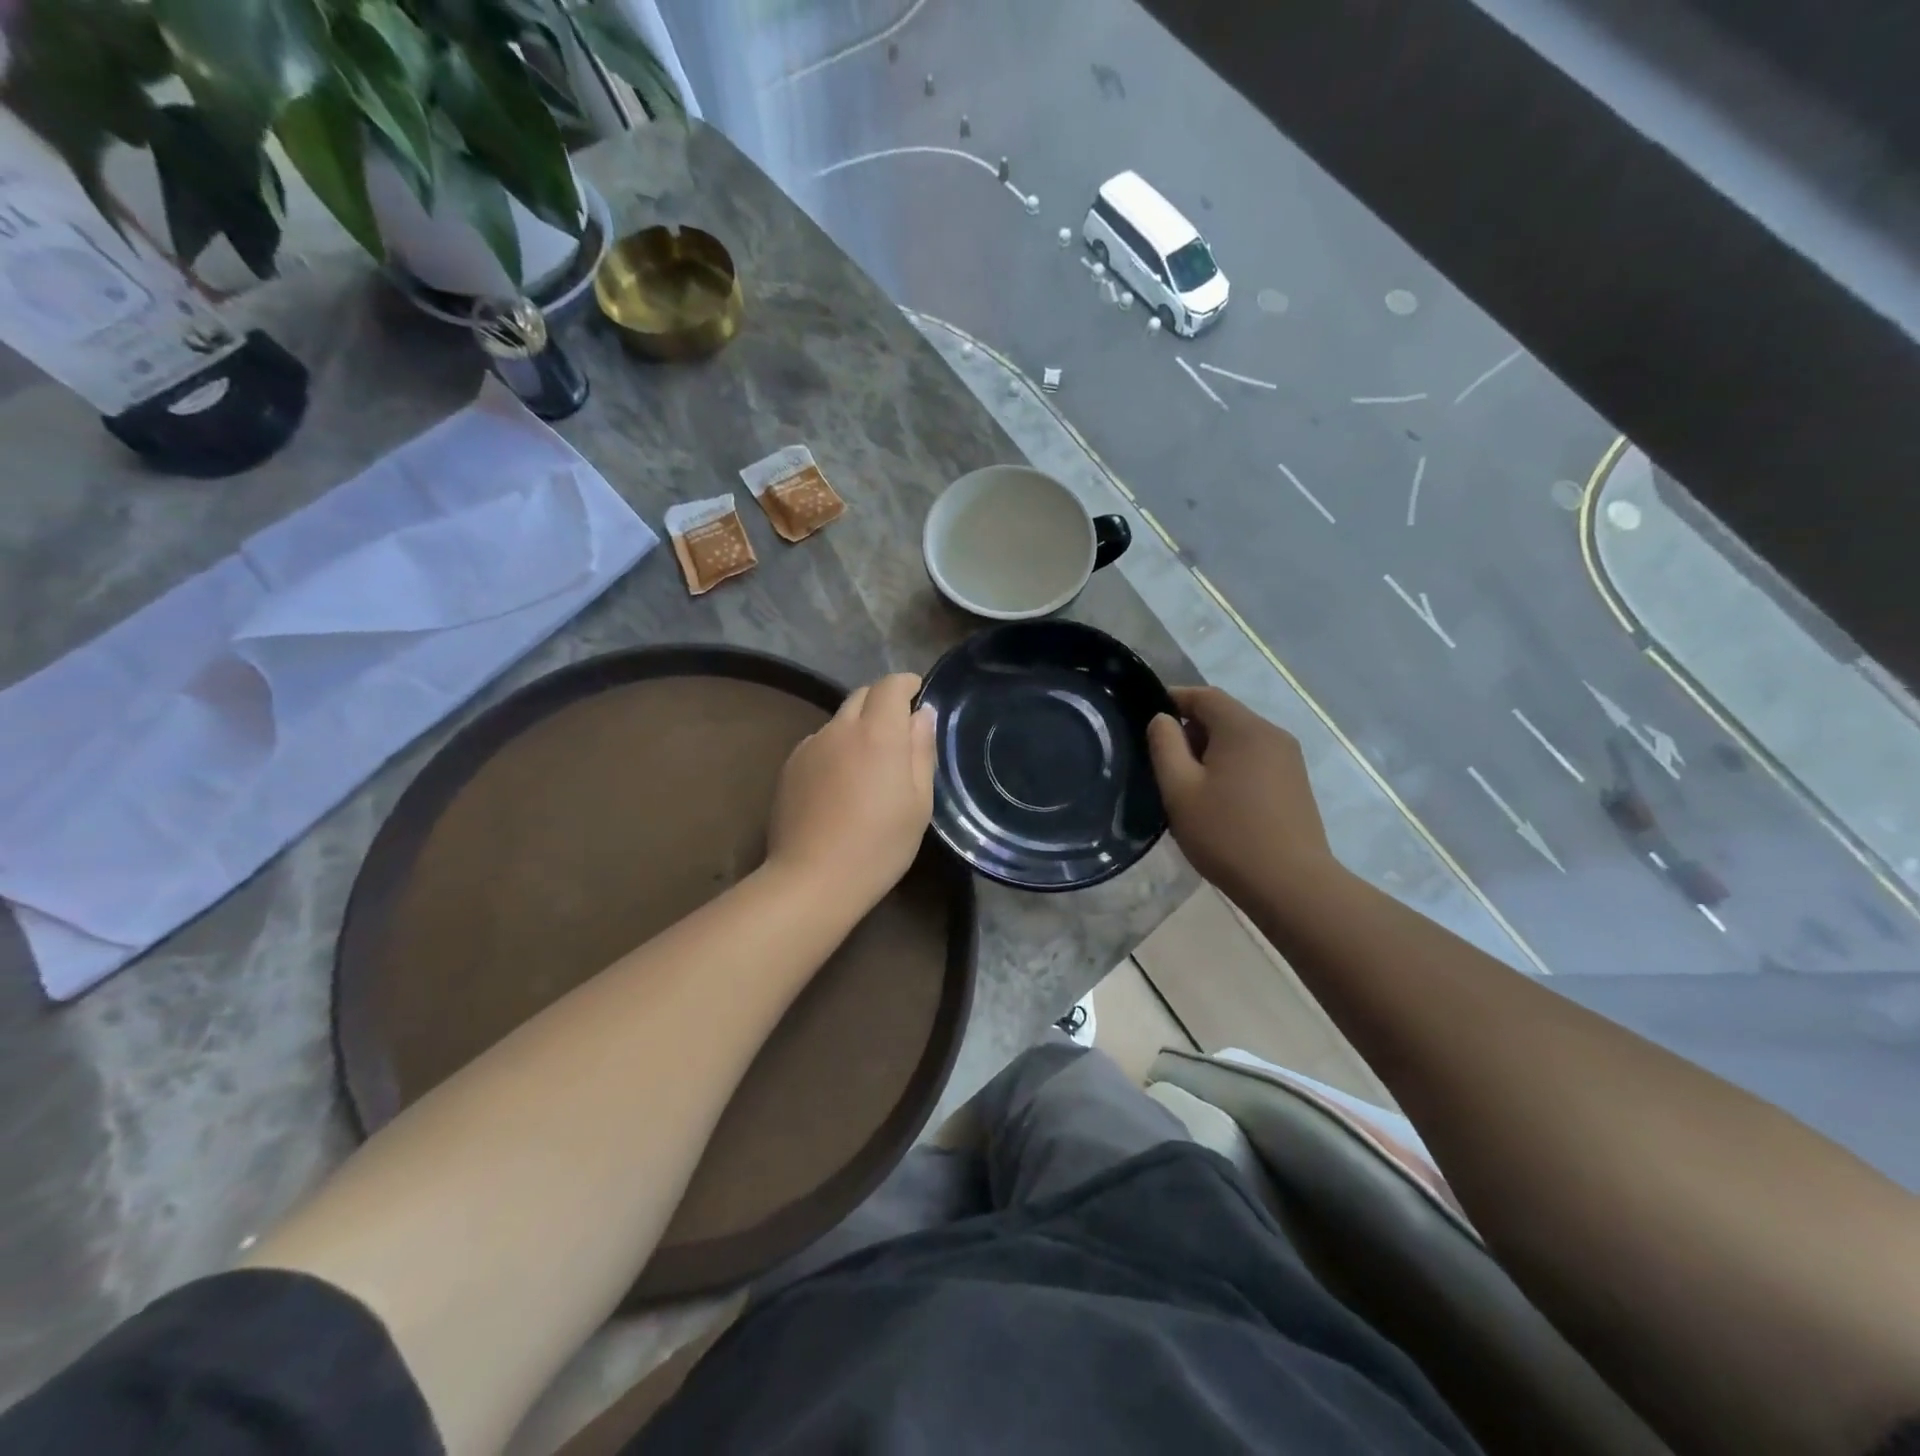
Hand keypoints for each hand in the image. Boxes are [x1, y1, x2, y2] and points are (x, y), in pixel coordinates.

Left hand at [767, 672, 935, 912]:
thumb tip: (921, 715)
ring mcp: (810, 746)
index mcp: (878, 733)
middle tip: (898, 731)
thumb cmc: (879, 845)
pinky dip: (835, 748)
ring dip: (857, 726)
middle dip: (882, 702)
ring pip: (839, 720)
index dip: (906, 684)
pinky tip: (840, 784)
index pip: (890, 685)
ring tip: (868, 764)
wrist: (813, 878)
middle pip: (862, 695)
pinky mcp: (790, 766)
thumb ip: (921, 751)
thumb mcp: (918, 802)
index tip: (917, 696)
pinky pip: (819, 743)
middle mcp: (840, 729)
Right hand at [1146, 686, 1332, 900]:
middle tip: (1163, 763)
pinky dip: (1231, 767)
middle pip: (1223, 716)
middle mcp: (1272, 734)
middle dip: (1190, 730)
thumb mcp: (1180, 790)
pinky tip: (1219, 801)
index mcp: (1244, 729)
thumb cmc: (1227, 834)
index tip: (1147, 718)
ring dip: (1210, 752)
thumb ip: (1165, 746)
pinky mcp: (1295, 784)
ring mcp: (1289, 759)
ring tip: (1188, 786)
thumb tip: (1162, 719)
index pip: (1204, 696)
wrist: (1291, 885)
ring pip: (1239, 740)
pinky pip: (1255, 760)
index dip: (1173, 699)